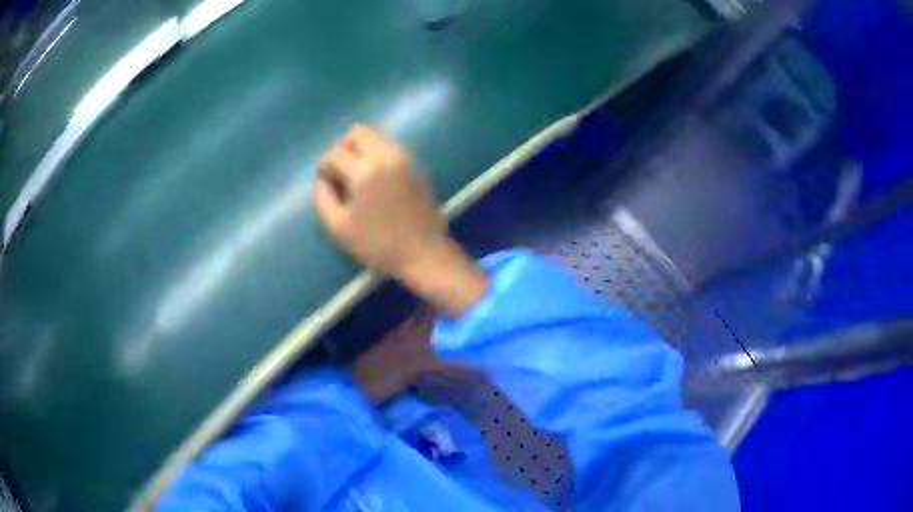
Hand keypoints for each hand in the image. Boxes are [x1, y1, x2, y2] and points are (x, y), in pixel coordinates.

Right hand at [314, 125, 445, 276]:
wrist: (423, 252)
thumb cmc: (377, 244)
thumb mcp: (338, 227)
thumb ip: (323, 198)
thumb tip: (323, 179)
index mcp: (365, 171)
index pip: (335, 154)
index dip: (324, 167)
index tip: (324, 182)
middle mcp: (386, 156)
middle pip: (357, 133)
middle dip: (342, 148)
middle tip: (339, 172)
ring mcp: (404, 158)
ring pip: (376, 137)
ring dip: (361, 150)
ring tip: (356, 176)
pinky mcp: (416, 165)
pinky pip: (391, 148)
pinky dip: (377, 156)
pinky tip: (375, 180)